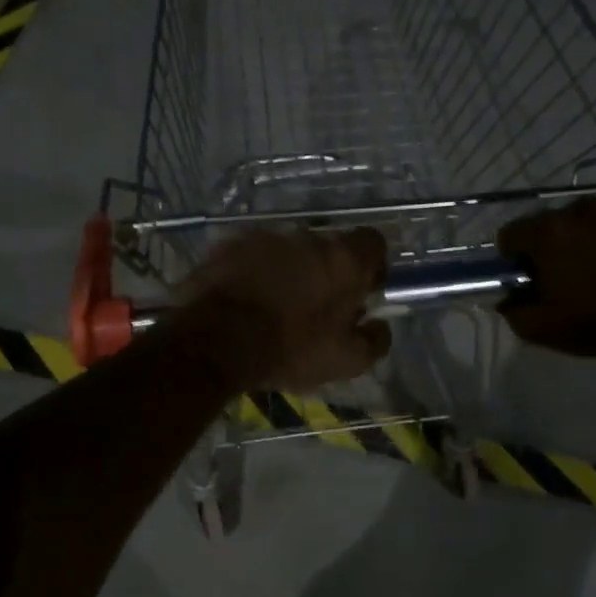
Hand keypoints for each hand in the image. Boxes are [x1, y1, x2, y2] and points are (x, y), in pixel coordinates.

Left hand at [175, 227, 389, 391]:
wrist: (214, 340)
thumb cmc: (290, 349)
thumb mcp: (346, 361)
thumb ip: (375, 340)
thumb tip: (380, 325)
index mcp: (344, 259)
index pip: (373, 242)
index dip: (371, 265)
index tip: (361, 290)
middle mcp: (309, 236)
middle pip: (328, 246)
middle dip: (326, 270)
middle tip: (316, 304)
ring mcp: (266, 236)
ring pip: (289, 249)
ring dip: (289, 269)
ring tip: (275, 303)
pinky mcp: (230, 243)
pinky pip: (253, 254)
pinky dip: (255, 270)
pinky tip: (245, 298)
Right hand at [497, 197, 595, 360]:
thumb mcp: (543, 330)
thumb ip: (513, 310)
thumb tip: (506, 297)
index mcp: (549, 233)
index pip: (512, 234)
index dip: (516, 257)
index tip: (532, 277)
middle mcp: (583, 209)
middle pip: (556, 223)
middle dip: (559, 245)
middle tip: (575, 276)